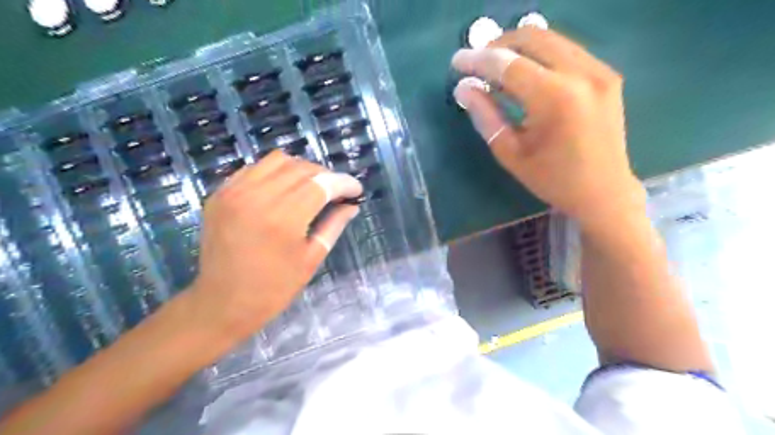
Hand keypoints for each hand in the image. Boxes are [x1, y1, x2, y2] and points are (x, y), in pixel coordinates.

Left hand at [193, 153, 364, 342]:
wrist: (221, 303)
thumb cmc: (273, 288)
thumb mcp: (311, 258)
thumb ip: (334, 225)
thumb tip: (352, 206)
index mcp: (284, 219)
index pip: (322, 184)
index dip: (344, 183)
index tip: (356, 190)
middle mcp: (257, 197)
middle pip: (302, 168)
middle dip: (326, 175)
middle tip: (336, 192)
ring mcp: (234, 192)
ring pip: (278, 160)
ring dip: (301, 169)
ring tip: (311, 187)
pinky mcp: (220, 194)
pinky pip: (254, 168)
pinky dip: (275, 172)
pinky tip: (282, 190)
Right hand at [452, 26, 644, 227]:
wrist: (604, 192)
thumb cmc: (552, 179)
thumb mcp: (511, 153)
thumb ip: (486, 116)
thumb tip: (463, 88)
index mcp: (555, 98)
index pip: (508, 64)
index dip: (478, 60)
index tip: (457, 62)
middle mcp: (582, 74)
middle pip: (532, 38)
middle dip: (498, 45)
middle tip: (477, 64)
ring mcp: (599, 70)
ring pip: (551, 39)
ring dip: (519, 49)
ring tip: (498, 71)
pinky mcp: (607, 74)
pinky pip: (566, 51)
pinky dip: (540, 56)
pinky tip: (527, 77)